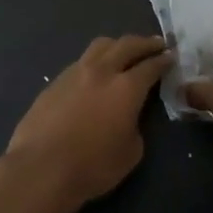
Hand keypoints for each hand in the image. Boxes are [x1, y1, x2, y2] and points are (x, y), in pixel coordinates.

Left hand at [2, 35, 172, 209]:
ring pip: (100, 46)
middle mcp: (102, 71)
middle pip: (126, 45)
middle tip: (157, 43)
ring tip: (124, 51)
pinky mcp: (54, 82)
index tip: (171, 56)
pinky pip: (81, 62)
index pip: (151, 66)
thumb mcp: (131, 152)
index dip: (164, 60)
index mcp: (126, 88)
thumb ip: (135, 126)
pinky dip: (95, 61)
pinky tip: (95, 73)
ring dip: (118, 45)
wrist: (40, 169)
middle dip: (145, 43)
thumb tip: (128, 117)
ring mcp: (74, 73)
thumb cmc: (92, 166)